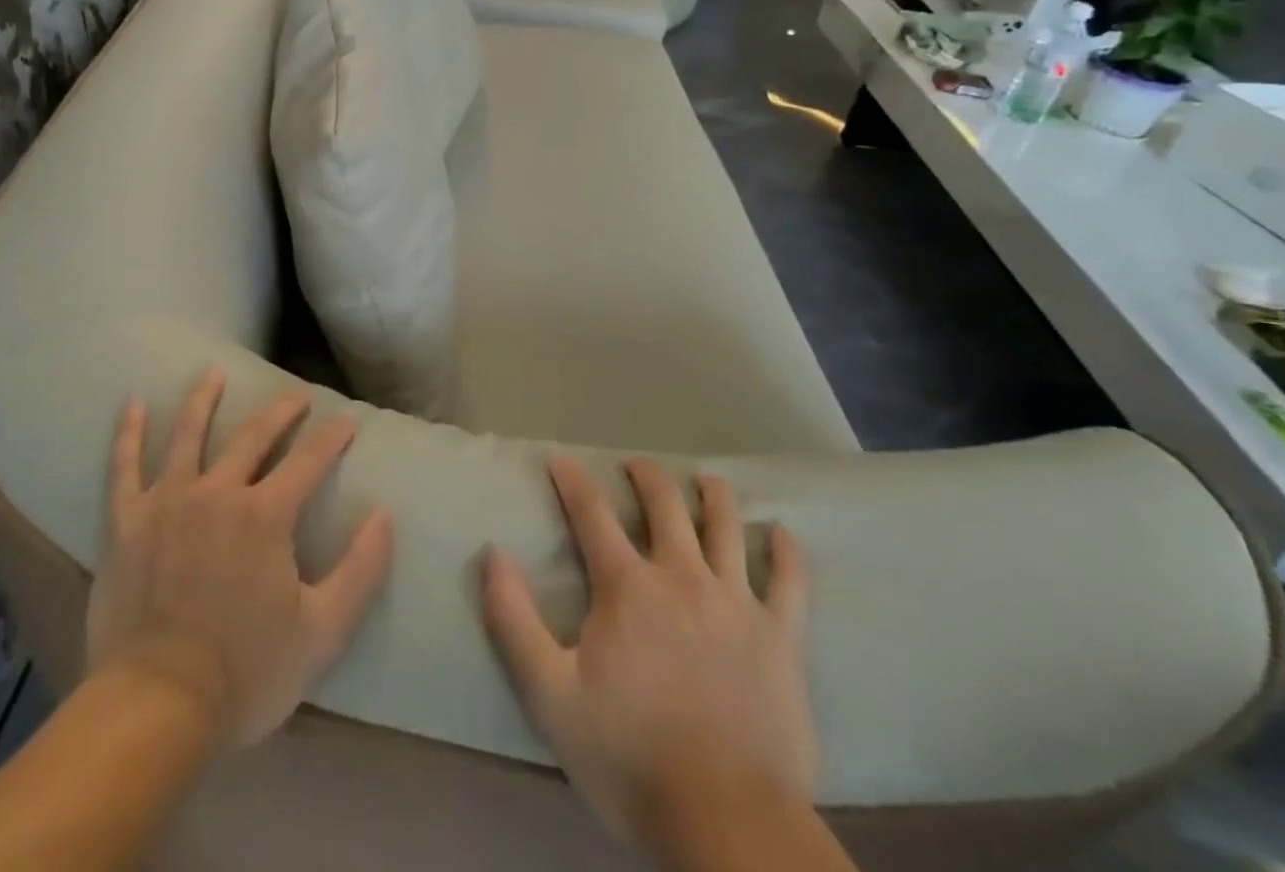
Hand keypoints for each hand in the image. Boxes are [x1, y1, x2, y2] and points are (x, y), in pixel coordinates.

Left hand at [85, 369, 394, 747]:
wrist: (155, 708)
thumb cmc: (246, 672)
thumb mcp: (322, 631)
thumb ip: (361, 570)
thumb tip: (385, 515)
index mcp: (266, 514)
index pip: (309, 460)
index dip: (333, 437)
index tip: (347, 421)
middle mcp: (218, 492)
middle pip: (254, 436)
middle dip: (281, 411)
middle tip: (297, 395)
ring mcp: (168, 502)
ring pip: (188, 435)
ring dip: (204, 400)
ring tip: (214, 374)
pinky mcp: (126, 523)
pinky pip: (124, 468)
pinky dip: (127, 434)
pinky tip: (132, 404)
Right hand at [482, 458, 816, 848]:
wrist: (728, 826)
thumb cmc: (630, 758)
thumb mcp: (550, 695)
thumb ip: (514, 620)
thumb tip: (493, 553)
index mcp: (628, 586)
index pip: (592, 513)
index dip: (572, 480)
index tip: (560, 459)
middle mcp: (683, 576)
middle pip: (665, 504)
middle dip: (646, 476)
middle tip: (636, 466)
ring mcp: (737, 603)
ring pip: (727, 527)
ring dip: (713, 495)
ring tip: (705, 480)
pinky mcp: (782, 638)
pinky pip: (791, 582)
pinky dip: (787, 552)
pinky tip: (782, 534)